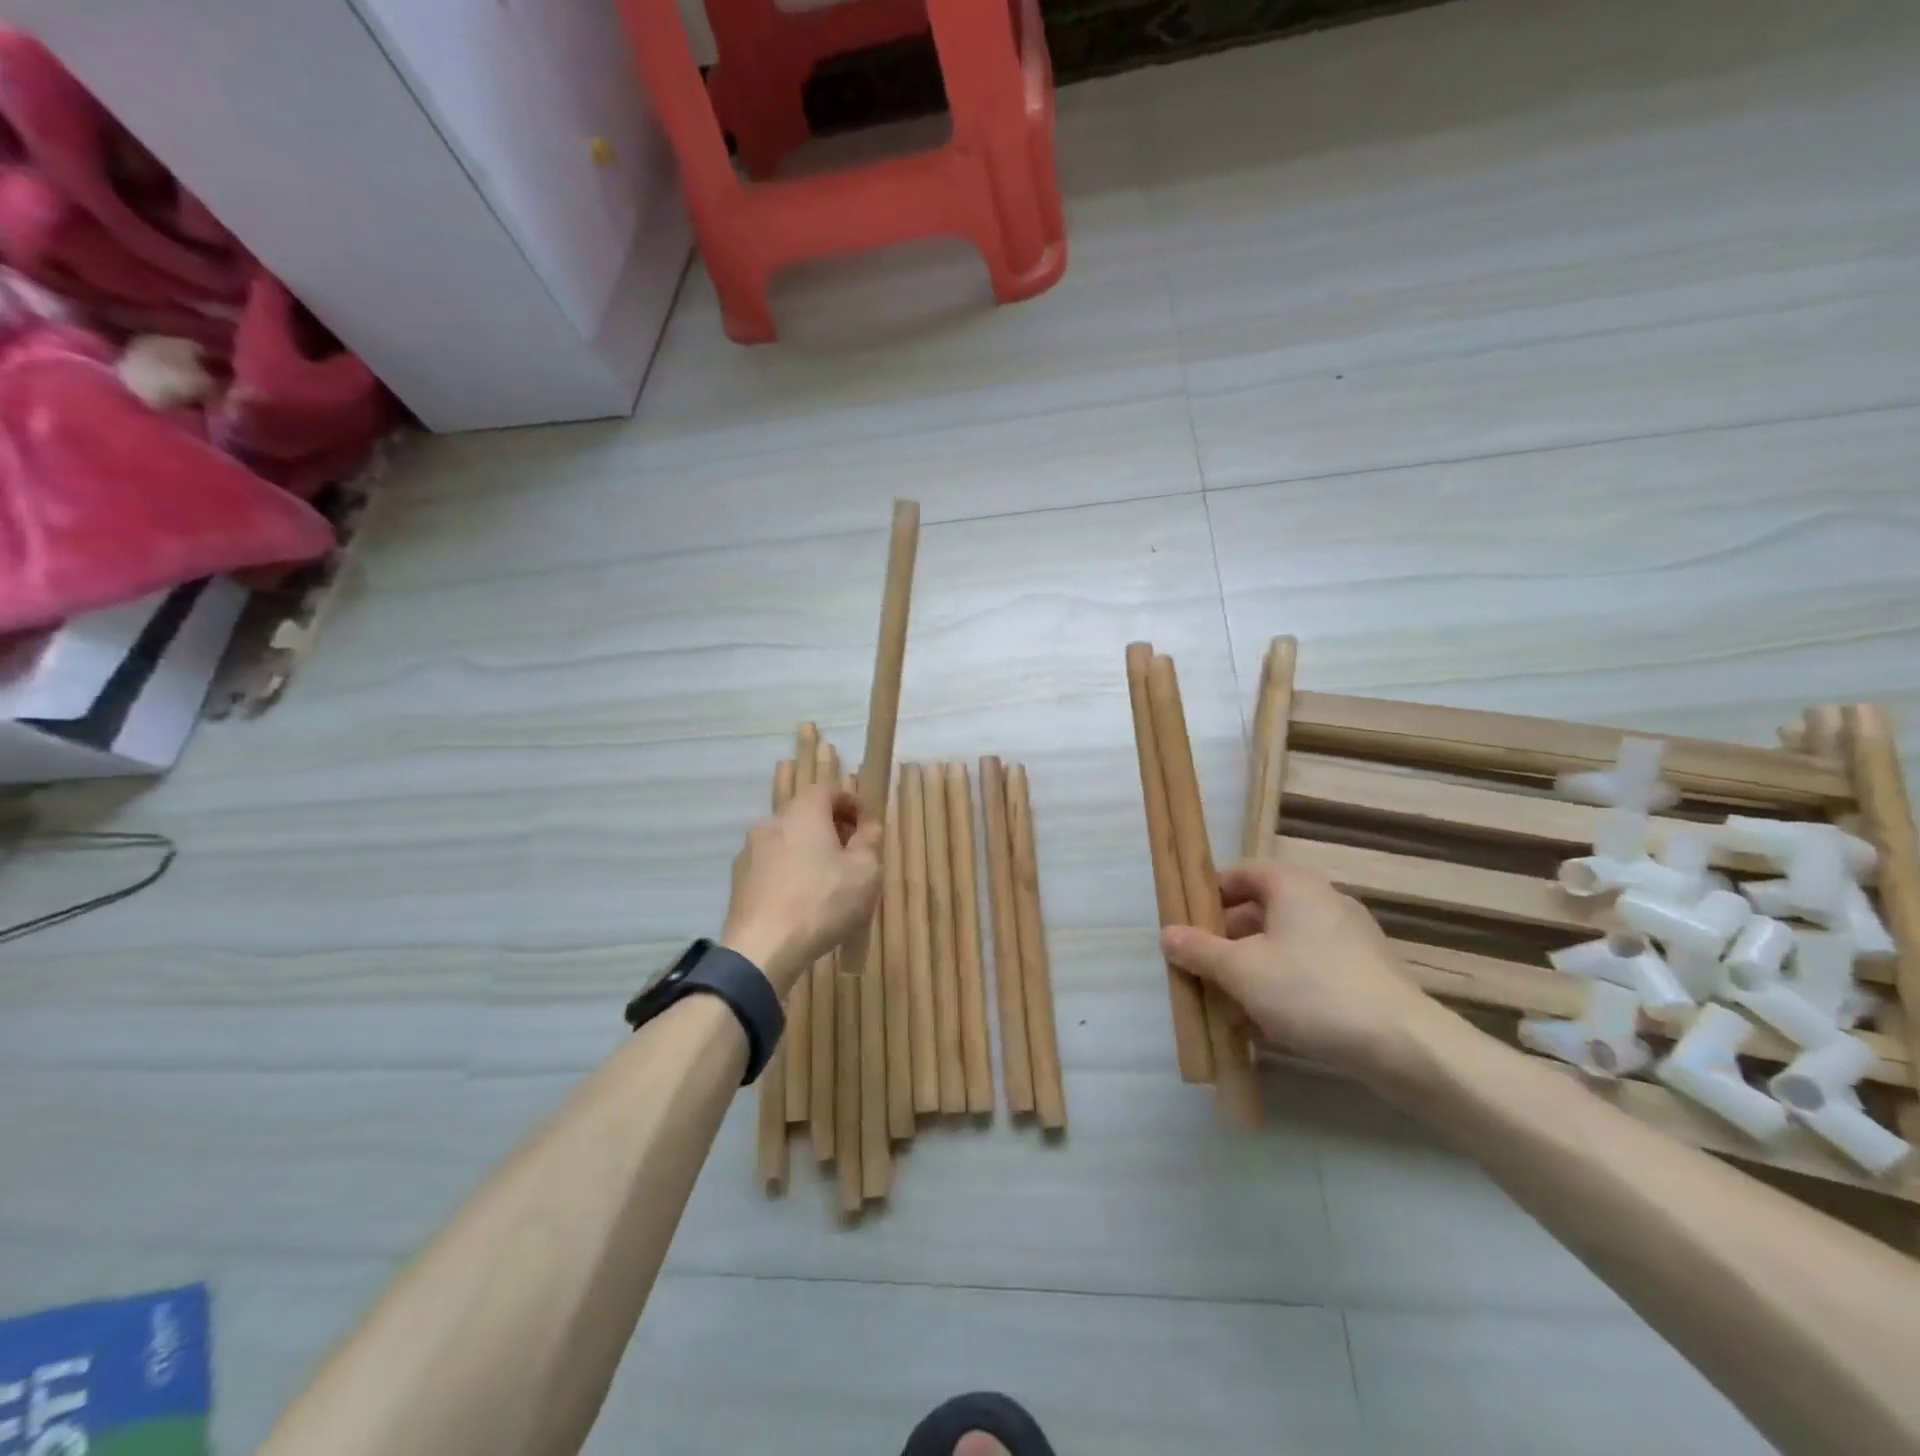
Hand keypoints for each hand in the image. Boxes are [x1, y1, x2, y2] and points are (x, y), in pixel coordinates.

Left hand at [721, 785, 882, 996]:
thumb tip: (868, 828)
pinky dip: (789, 871)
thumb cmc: (822, 902)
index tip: (866, 828)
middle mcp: (772, 822)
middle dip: (831, 827)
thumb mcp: (865, 873)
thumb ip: (870, 843)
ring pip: (787, 839)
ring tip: (827, 880)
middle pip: (806, 813)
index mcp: (804, 812)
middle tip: (851, 853)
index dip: (852, 803)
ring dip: (808, 850)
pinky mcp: (738, 879)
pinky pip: (771, 864)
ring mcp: (750, 851)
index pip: (829, 789)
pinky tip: (801, 899)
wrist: (762, 948)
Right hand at [1160, 861, 1440, 1086]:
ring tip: (1226, 1005)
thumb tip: (1167, 934)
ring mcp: (1349, 937)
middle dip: (1226, 941)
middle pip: (1260, 910)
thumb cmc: (1310, 991)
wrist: (1404, 1045)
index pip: (1240, 873)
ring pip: (1283, 944)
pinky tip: (1265, 1024)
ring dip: (1251, 969)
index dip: (1208, 895)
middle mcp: (1323, 900)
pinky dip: (1282, 986)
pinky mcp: (1365, 973)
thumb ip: (1199, 950)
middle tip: (1201, 969)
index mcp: (1293, 885)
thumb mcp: (1240, 971)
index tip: (1186, 925)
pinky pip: (1309, 968)